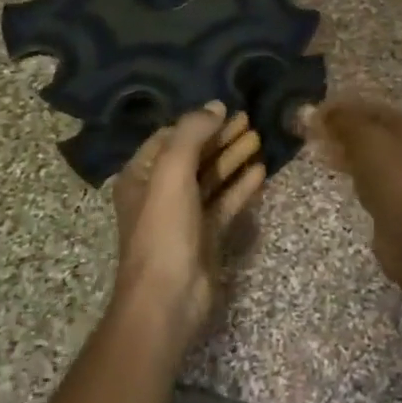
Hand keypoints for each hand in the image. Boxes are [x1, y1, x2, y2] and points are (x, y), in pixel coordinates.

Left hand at [111, 103, 264, 341]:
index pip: (168, 138)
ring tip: (259, 138)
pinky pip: (224, 202)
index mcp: (141, 176)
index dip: (196, 122)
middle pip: (193, 156)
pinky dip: (240, 186)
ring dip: (232, 157)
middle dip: (219, 136)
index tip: (225, 108)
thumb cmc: (164, 229)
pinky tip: (260, 171)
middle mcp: (160, 192)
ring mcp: (184, 215)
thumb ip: (192, 134)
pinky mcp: (205, 235)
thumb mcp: (172, 172)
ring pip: (211, 178)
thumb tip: (215, 106)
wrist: (168, 296)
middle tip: (249, 118)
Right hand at [303, 97, 401, 268]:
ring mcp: (400, 171)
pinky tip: (332, 169)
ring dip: (342, 148)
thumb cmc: (390, 177)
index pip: (369, 106)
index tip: (314, 113)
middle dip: (340, 127)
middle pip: (368, 128)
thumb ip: (342, 121)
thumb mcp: (364, 139)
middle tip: (311, 132)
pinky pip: (366, 173)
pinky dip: (348, 168)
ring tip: (316, 148)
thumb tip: (316, 111)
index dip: (341, 106)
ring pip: (366, 152)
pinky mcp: (391, 195)